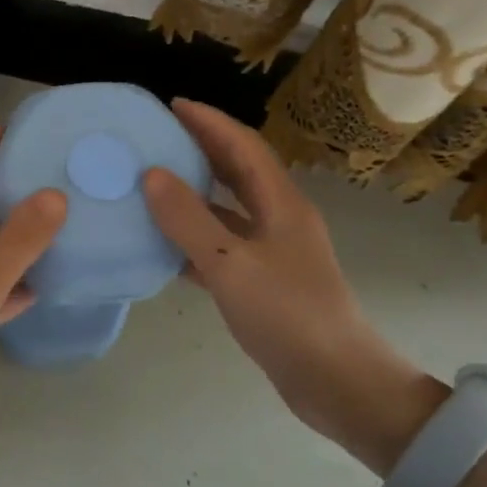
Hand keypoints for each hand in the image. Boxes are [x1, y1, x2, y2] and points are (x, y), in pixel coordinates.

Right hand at [141, 100, 440, 471]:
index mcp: (281, 204)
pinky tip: (162, 244)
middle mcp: (279, 219)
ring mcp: (272, 252)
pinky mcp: (262, 282)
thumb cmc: (287, 314)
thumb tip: (151, 174)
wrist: (335, 382)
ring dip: (195, 192)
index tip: (173, 104)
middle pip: (238, 171)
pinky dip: (193, 237)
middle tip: (158, 137)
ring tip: (152, 183)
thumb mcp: (229, 263)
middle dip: (202, 149)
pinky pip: (221, 246)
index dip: (210, 122)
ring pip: (228, 209)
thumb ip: (188, 218)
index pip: (243, 146)